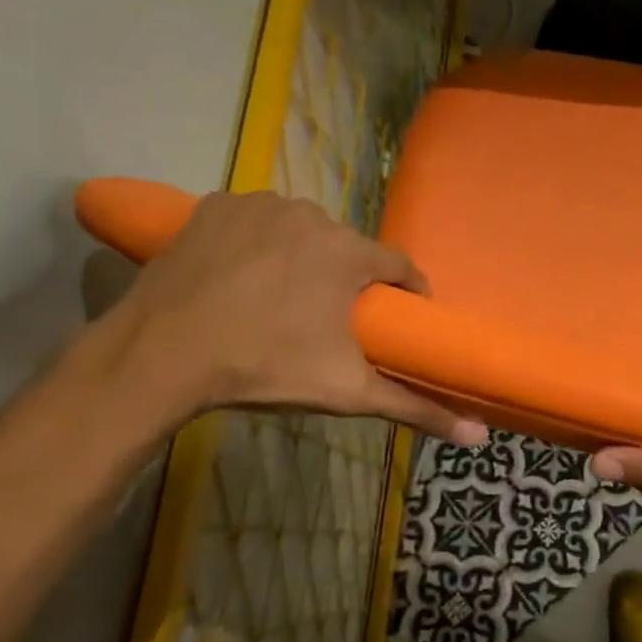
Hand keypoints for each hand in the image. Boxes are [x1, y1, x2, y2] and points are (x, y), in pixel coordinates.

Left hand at [94, 191, 487, 444]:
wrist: (161, 354)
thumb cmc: (265, 368)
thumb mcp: (347, 393)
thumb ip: (416, 408)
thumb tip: (479, 436)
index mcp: (349, 253)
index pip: (399, 266)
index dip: (404, 294)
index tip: (398, 319)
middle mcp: (311, 214)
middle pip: (348, 249)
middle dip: (347, 280)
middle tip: (330, 321)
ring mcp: (259, 204)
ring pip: (301, 233)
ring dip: (302, 259)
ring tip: (281, 301)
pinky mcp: (215, 205)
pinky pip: (255, 222)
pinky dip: (257, 244)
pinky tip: (241, 277)